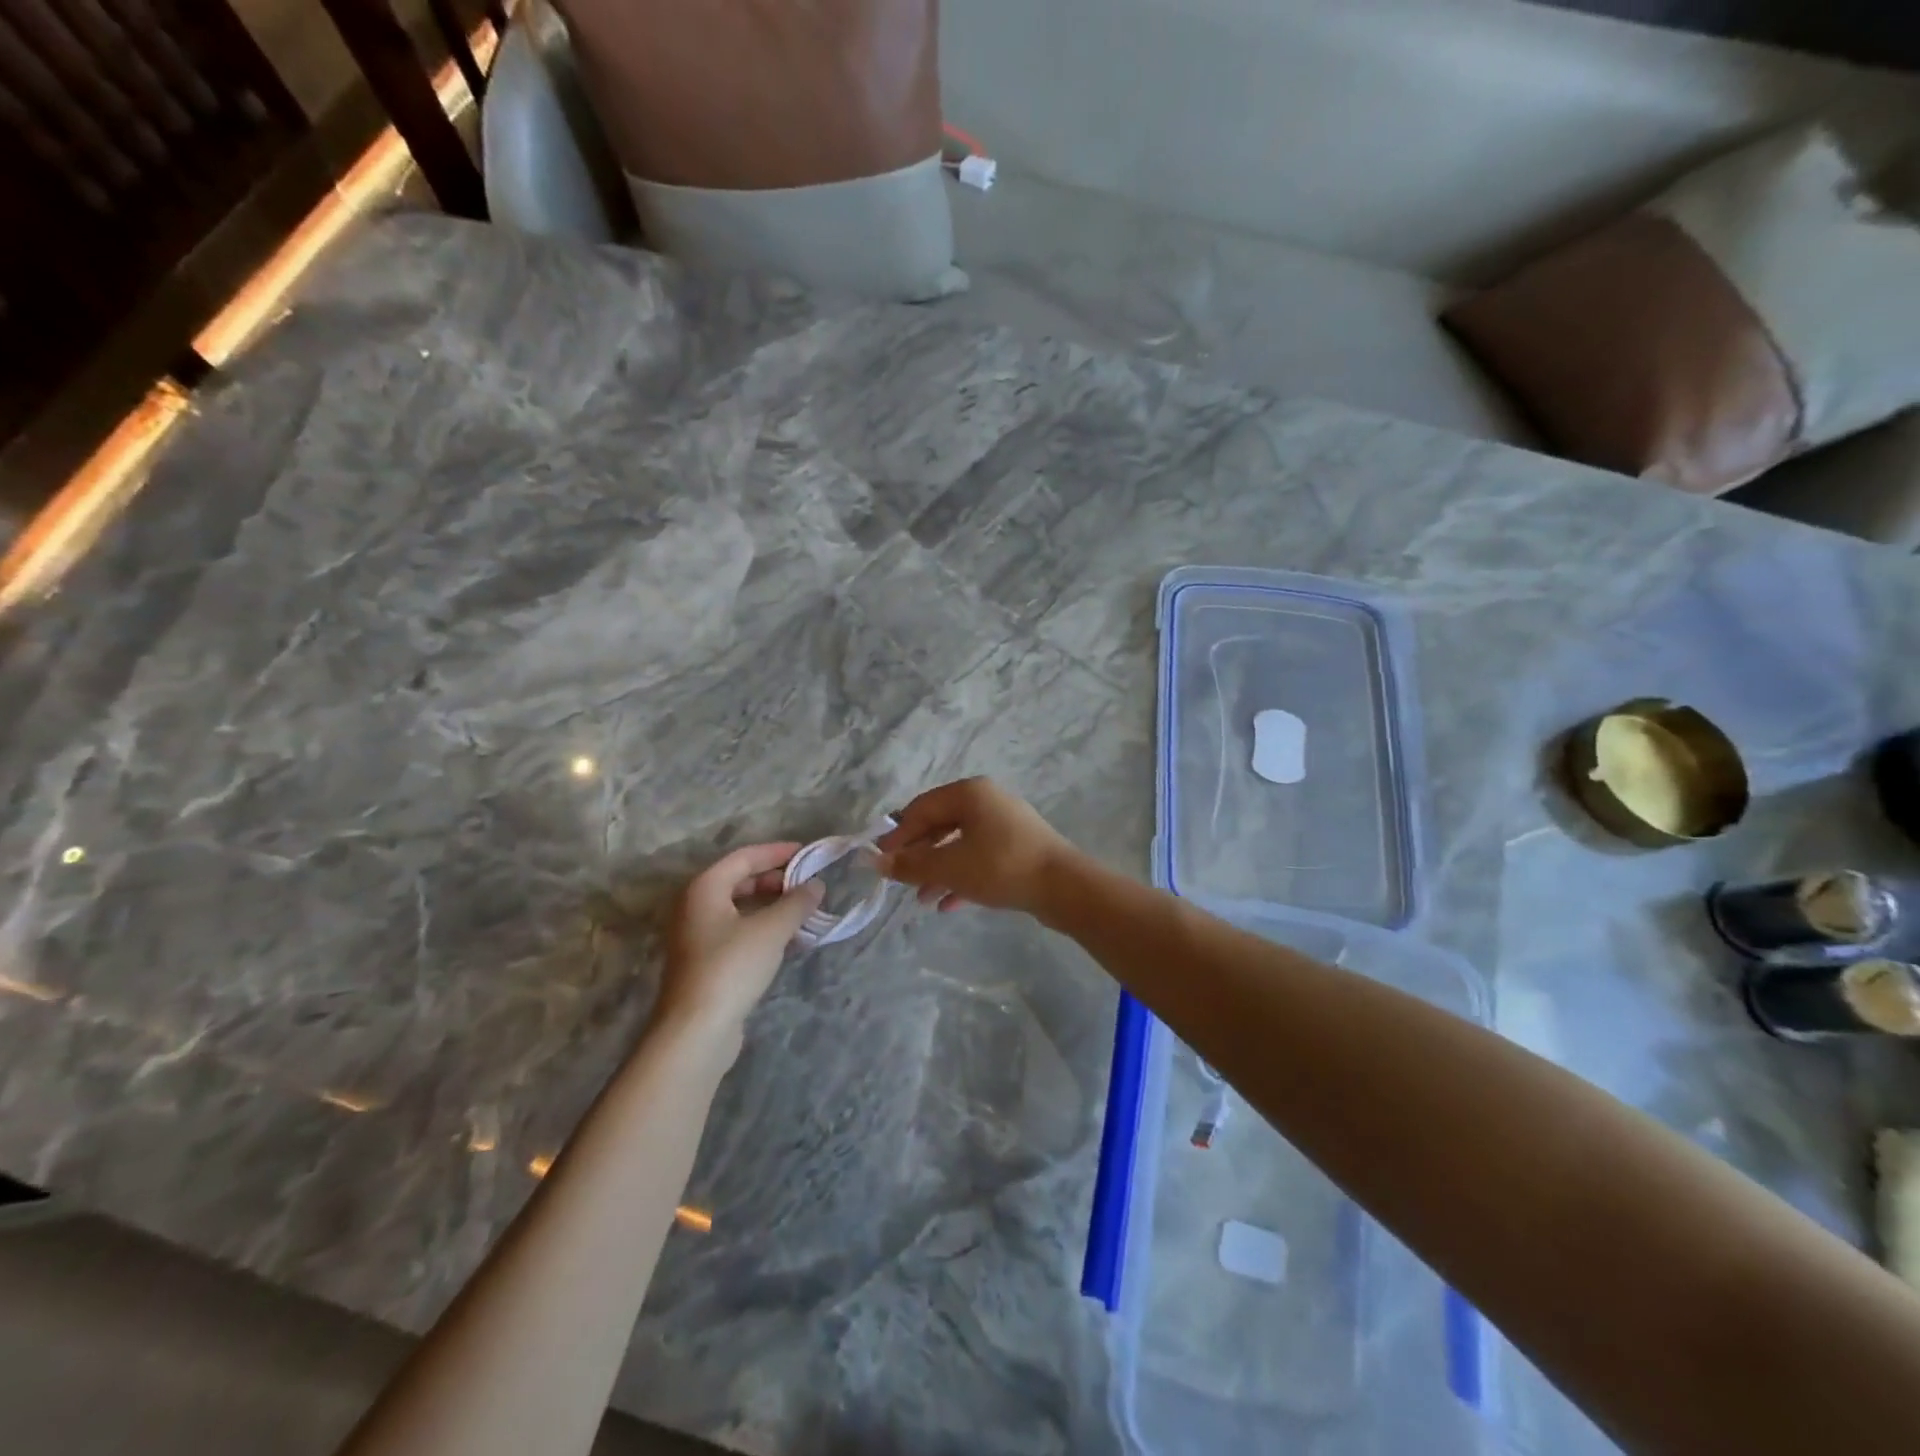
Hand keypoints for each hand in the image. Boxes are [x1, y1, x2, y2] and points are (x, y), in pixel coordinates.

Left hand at [658, 843, 821, 1054]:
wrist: (695, 1031)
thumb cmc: (731, 967)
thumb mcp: (771, 930)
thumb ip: (796, 903)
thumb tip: (816, 885)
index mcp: (704, 888)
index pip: (744, 857)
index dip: (777, 852)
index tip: (807, 854)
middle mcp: (694, 906)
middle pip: (739, 880)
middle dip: (775, 880)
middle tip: (807, 884)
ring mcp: (696, 936)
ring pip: (739, 908)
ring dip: (771, 905)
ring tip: (803, 910)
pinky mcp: (704, 962)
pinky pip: (737, 931)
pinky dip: (762, 927)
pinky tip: (788, 939)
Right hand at [875, 778, 1076, 915]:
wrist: (1063, 887)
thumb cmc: (1000, 867)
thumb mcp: (949, 867)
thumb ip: (911, 864)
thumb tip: (876, 861)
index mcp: (969, 793)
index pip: (921, 808)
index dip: (897, 834)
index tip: (880, 860)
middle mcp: (987, 801)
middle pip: (940, 825)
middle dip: (919, 854)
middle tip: (900, 879)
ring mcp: (1006, 825)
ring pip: (960, 844)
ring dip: (938, 870)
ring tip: (922, 899)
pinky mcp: (1018, 848)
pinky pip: (981, 858)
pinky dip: (962, 877)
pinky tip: (947, 904)